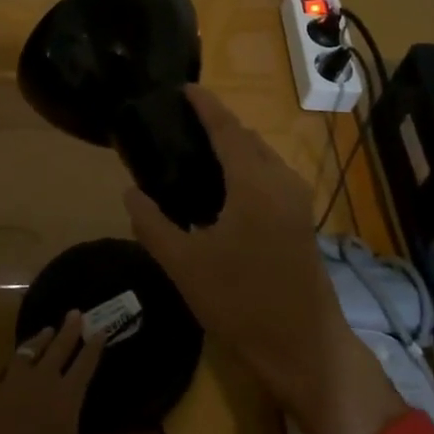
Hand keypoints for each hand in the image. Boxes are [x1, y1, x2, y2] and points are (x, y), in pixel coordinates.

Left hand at [0, 312, 102, 433]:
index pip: (85, 366)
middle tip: (76, 312)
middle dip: (70, 331)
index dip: (94, 348)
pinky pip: (4, 371)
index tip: (101, 329)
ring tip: (47, 330)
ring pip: (29, 352)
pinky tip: (13, 365)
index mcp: (66, 401)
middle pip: (59, 349)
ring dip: (40, 340)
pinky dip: (13, 364)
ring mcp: (11, 386)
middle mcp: (41, 384)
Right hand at [122, 86, 406, 433]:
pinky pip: (271, 175)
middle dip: (219, 124)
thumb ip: (153, 224)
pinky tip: (224, 187)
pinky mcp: (302, 219)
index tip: (185, 87)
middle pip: (248, 138)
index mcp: (254, 184)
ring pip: (263, 156)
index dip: (206, 105)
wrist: (303, 346)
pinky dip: (248, 167)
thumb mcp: (185, 265)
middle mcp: (281, 181)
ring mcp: (297, 200)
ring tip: (198, 151)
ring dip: (235, 146)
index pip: (227, 129)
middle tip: (182, 124)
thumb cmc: (241, 303)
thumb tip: (130, 192)